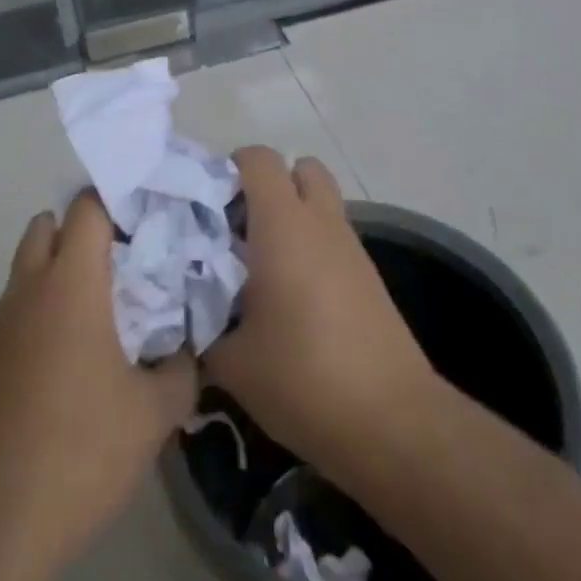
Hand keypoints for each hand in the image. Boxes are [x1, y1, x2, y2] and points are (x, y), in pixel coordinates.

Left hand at [0, 190, 197, 580]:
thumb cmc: (80, 449)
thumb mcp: (153, 413)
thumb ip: (181, 369)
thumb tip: (188, 350)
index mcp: (70, 282)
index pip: (88, 207)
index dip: (119, 200)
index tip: (152, 216)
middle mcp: (31, 289)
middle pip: (48, 225)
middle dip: (84, 230)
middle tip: (127, 258)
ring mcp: (3, 325)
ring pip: (29, 266)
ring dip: (61, 268)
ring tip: (107, 305)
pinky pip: (21, 308)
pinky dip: (46, 307)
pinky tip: (78, 353)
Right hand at [205, 147, 435, 478]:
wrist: (392, 423)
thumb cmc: (303, 377)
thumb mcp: (232, 362)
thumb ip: (203, 325)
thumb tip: (188, 313)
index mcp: (283, 222)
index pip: (257, 158)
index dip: (229, 169)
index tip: (207, 207)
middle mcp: (320, 220)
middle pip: (298, 168)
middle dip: (268, 187)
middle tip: (239, 229)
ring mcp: (350, 246)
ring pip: (319, 204)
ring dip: (292, 218)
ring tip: (262, 268)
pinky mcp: (368, 276)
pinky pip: (333, 238)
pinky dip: (312, 248)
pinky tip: (293, 299)